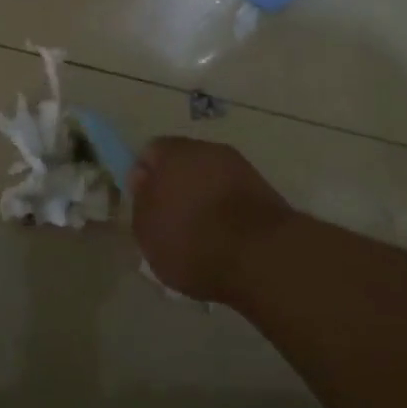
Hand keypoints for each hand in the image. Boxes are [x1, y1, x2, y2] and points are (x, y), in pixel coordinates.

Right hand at [129, 137, 294, 304]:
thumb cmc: (192, 242)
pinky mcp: (266, 191)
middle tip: (169, 220)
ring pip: (211, 179)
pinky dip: (227, 211)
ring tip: (199, 235)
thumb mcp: (147, 231)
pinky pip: (233, 196)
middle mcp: (209, 150)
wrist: (262, 257)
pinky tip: (224, 239)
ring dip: (203, 198)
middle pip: (184, 163)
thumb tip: (143, 180)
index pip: (150, 153)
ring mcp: (241, 168)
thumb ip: (140, 201)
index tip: (144, 205)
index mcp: (174, 153)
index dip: (144, 177)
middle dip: (176, 186)